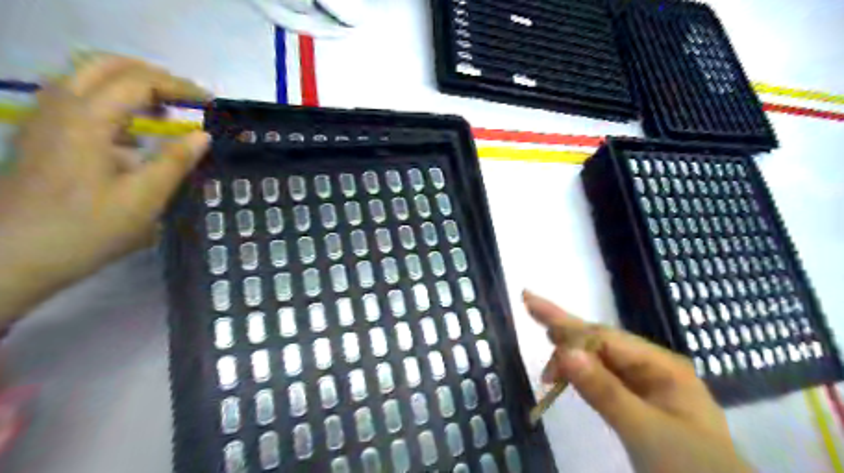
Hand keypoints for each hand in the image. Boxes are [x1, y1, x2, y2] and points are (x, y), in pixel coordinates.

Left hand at [0, 53, 207, 325]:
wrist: (14, 256)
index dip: (177, 86)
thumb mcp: (144, 199)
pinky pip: (76, 101)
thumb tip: (202, 136)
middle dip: (151, 75)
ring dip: (129, 86)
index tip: (208, 102)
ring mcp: (44, 121)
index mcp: (87, 121)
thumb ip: (175, 162)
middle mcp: (60, 109)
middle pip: (105, 66)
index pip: (137, 81)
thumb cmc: (87, 229)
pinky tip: (131, 134)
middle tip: (185, 98)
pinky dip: (111, 103)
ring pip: (86, 79)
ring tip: (165, 112)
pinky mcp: (41, 137)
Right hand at [525, 291, 754, 472]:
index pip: (605, 338)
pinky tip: (568, 363)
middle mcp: (652, 367)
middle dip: (565, 325)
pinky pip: (603, 376)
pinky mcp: (638, 403)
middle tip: (530, 302)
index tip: (542, 350)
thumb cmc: (691, 468)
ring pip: (599, 356)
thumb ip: (604, 390)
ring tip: (544, 327)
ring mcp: (645, 385)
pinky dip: (581, 369)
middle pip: (600, 339)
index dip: (570, 338)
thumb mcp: (645, 430)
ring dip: (570, 344)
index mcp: (661, 365)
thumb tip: (565, 351)